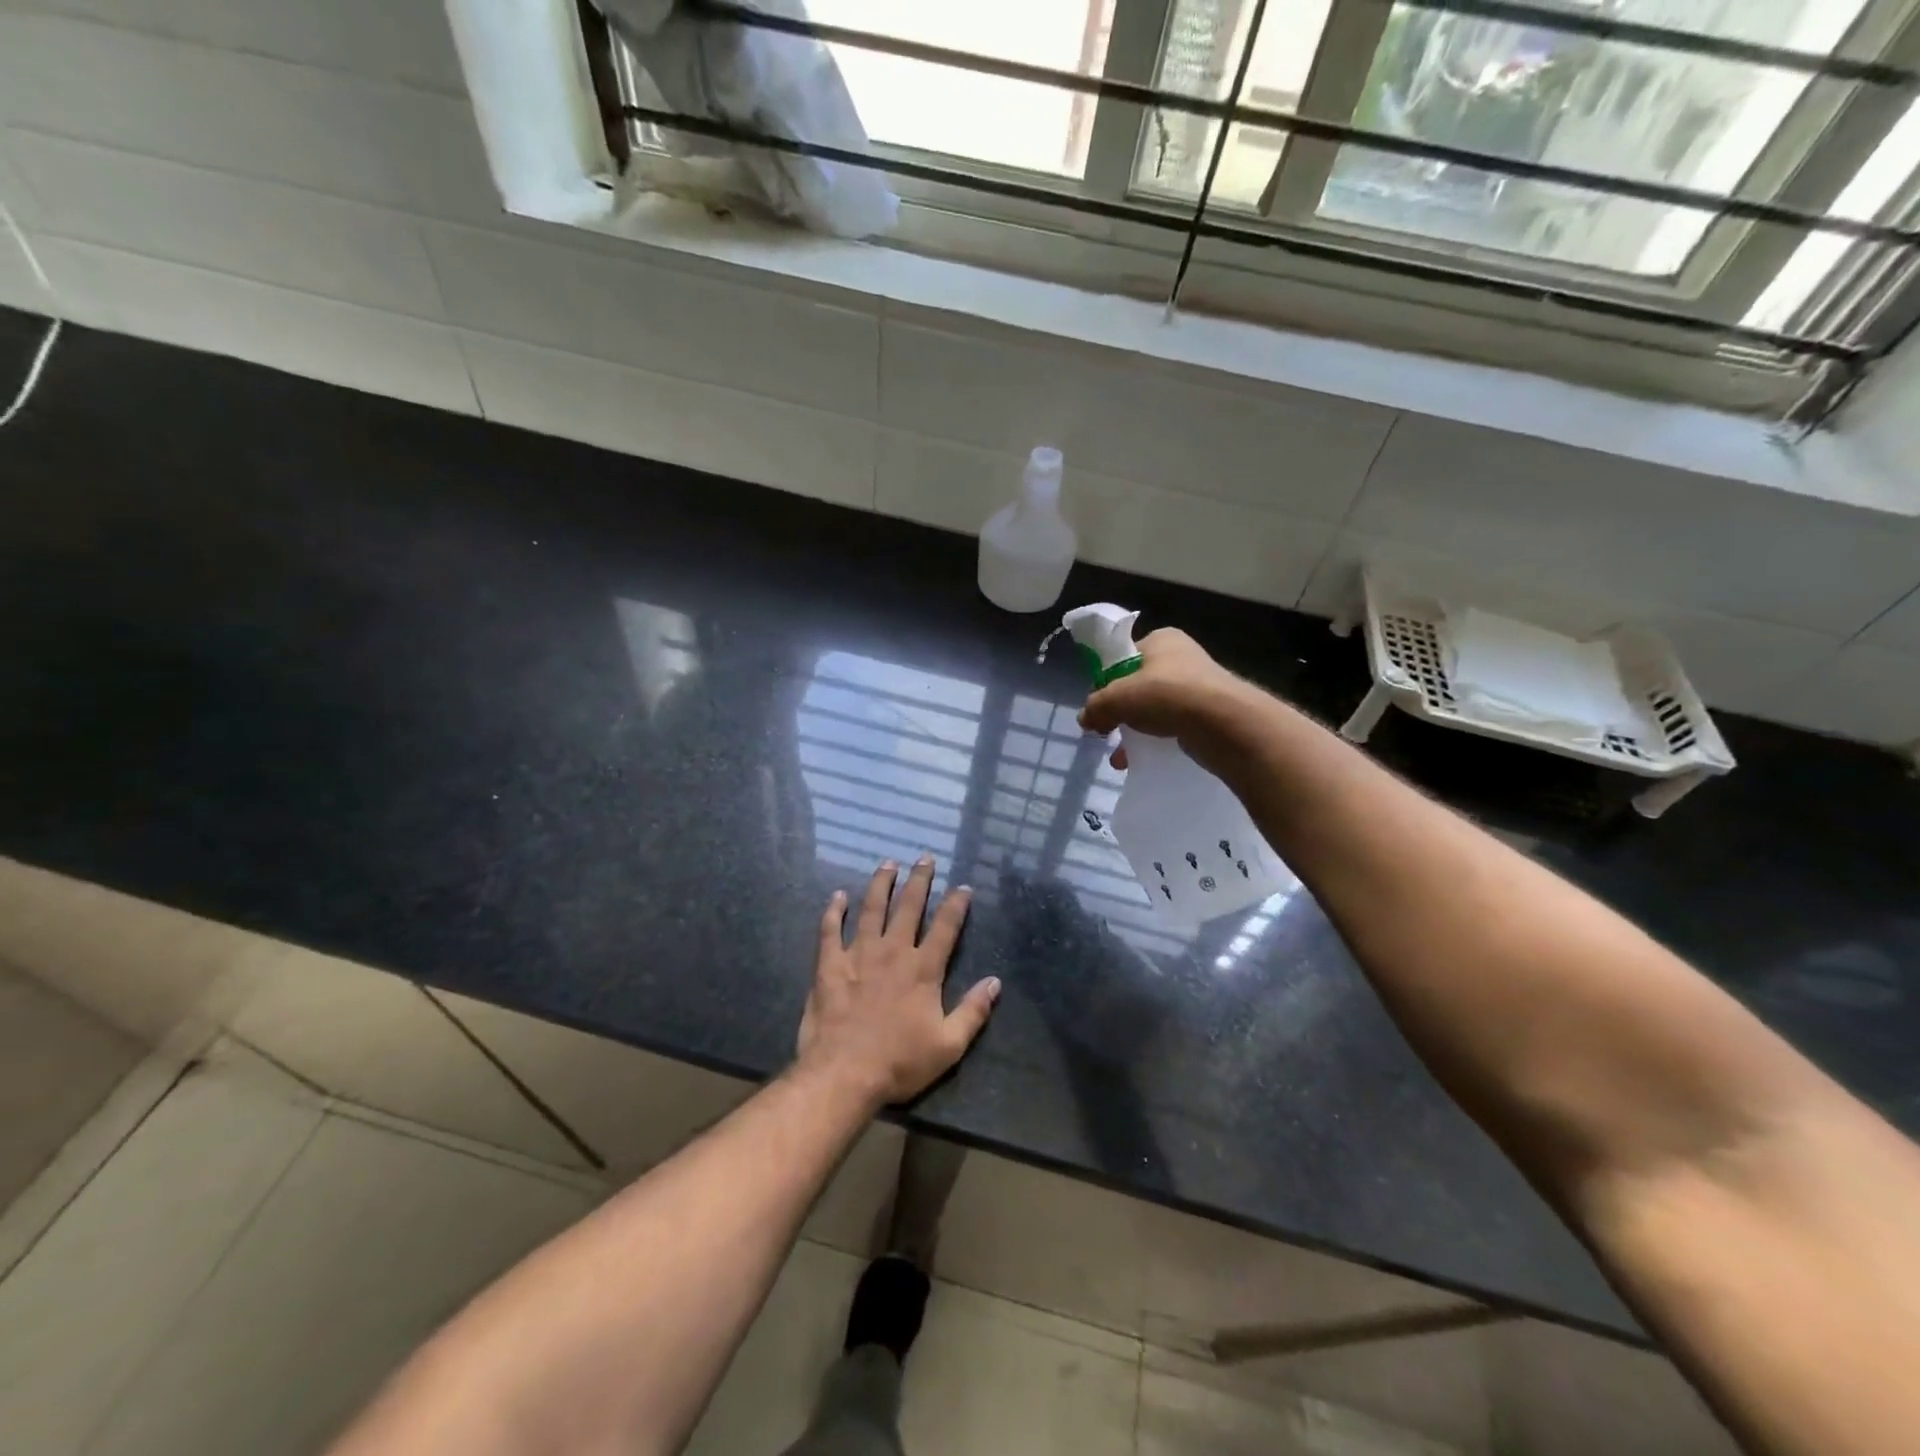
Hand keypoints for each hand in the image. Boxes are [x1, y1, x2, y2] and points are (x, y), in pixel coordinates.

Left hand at [796, 858, 998, 1107]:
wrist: (843, 1074)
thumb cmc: (899, 1062)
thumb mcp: (949, 1045)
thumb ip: (973, 1011)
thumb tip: (996, 982)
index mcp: (923, 969)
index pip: (945, 927)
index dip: (956, 905)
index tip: (963, 886)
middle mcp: (893, 951)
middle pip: (909, 906)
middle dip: (919, 880)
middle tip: (925, 858)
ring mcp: (858, 954)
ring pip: (871, 908)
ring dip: (881, 883)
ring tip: (888, 863)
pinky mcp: (829, 965)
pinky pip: (830, 929)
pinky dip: (834, 910)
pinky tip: (838, 895)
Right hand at [1078, 628, 1247, 769]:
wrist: (1224, 723)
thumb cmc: (1167, 695)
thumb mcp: (1118, 697)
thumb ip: (1096, 706)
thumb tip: (1085, 719)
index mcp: (1161, 640)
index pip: (1123, 657)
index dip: (1106, 681)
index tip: (1097, 706)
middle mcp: (1181, 657)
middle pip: (1137, 684)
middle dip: (1120, 711)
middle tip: (1108, 732)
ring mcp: (1198, 685)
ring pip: (1154, 707)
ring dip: (1135, 730)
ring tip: (1122, 755)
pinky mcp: (1208, 712)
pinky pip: (1173, 724)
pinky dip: (1156, 740)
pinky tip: (1144, 758)